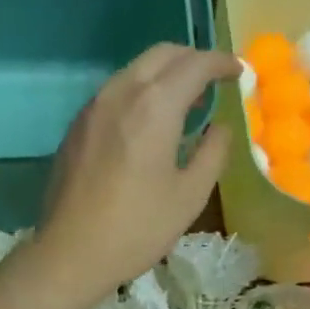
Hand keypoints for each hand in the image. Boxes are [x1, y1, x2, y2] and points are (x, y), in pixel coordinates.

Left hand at [30, 44, 241, 308]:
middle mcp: (120, 93)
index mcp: (154, 106)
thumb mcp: (189, 196)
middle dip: (192, 60)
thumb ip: (213, 153)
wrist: (70, 254)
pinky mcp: (76, 128)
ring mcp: (92, 108)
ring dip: (163, 76)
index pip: (196, 64)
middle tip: (212, 83)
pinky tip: (146, 124)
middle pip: (162, 55)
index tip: (239, 74)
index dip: (222, 64)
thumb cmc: (137, 229)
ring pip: (134, 70)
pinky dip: (138, 93)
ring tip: (182, 104)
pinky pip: (114, 93)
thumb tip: (220, 128)